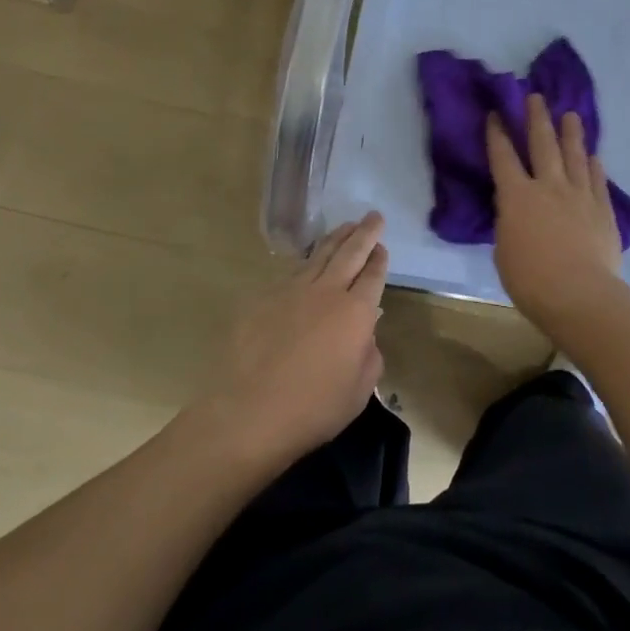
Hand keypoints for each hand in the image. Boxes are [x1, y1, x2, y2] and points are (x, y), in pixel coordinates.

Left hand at [195, 212, 388, 464]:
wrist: (247, 414)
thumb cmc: (312, 409)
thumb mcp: (358, 392)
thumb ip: (369, 356)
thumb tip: (364, 335)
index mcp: (355, 312)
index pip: (373, 275)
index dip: (379, 259)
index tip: (382, 246)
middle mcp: (326, 292)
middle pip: (350, 253)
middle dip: (364, 233)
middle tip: (373, 216)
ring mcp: (291, 291)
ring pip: (319, 255)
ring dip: (336, 238)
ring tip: (346, 226)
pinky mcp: (262, 299)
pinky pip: (291, 273)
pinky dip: (306, 263)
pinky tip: (308, 263)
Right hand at [485, 94, 626, 330]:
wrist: (580, 294)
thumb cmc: (531, 279)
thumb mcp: (504, 250)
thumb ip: (510, 223)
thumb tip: (516, 212)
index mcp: (517, 196)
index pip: (503, 157)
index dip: (498, 134)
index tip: (496, 114)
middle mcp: (548, 186)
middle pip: (543, 144)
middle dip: (537, 118)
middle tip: (535, 97)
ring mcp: (579, 195)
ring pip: (575, 155)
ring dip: (571, 133)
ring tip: (570, 115)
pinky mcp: (602, 209)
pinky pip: (597, 179)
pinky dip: (594, 165)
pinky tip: (594, 156)